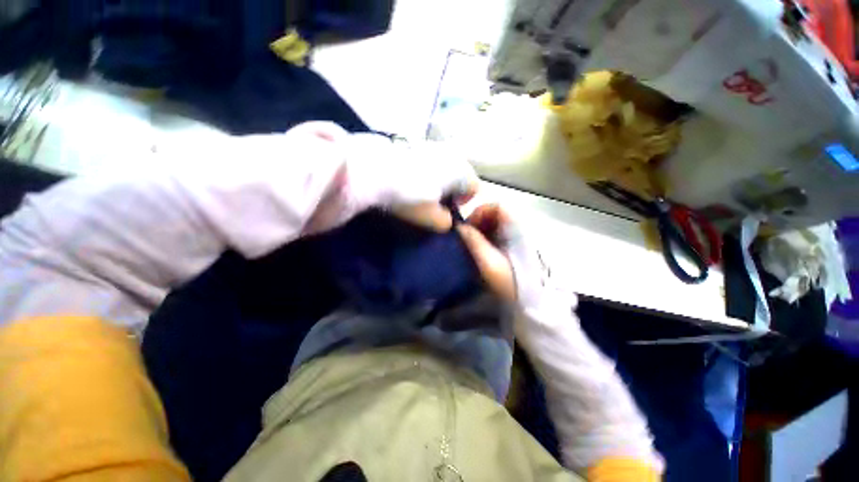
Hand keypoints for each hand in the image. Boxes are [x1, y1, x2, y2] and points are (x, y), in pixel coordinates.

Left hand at [295, 123, 479, 233]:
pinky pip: (426, 158)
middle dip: (451, 189)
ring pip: (442, 165)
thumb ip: (446, 222)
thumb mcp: (431, 219)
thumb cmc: (409, 196)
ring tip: (418, 190)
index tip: (449, 210)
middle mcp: (450, 154)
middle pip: (459, 175)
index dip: (464, 202)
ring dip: (436, 178)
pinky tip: (406, 177)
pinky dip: (422, 169)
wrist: (371, 170)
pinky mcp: (412, 142)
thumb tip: (447, 220)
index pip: (474, 188)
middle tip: (435, 202)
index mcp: (460, 172)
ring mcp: (430, 145)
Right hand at [456, 204, 547, 307]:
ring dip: (483, 231)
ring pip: (499, 224)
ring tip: (475, 246)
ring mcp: (523, 236)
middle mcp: (522, 226)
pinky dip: (491, 239)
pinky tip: (486, 252)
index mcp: (517, 227)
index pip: (496, 206)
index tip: (468, 228)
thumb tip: (459, 227)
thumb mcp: (490, 263)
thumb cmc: (513, 281)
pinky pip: (503, 234)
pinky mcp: (522, 245)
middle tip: (468, 238)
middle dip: (478, 223)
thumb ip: (474, 242)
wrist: (538, 301)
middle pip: (496, 214)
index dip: (479, 212)